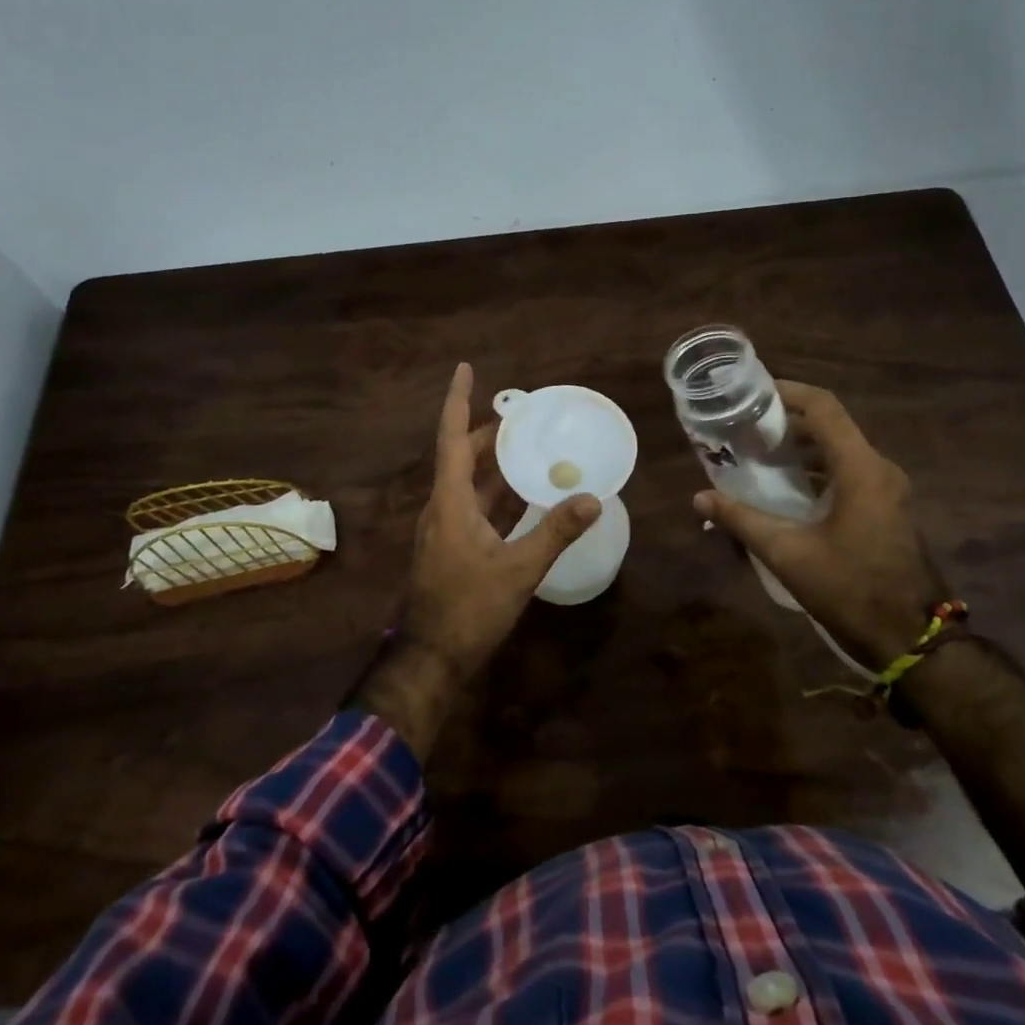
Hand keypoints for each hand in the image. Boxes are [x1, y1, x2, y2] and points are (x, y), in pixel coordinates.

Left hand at [347, 364, 600, 758]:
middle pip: (465, 456)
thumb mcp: (518, 570)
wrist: (431, 657)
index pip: (453, 437)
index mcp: (450, 501)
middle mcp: (444, 507)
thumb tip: (592, 499)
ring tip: (535, 447)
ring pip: (473, 483)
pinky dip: (502, 496)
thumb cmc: (468, 609)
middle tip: (528, 415)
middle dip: (493, 432)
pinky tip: (530, 495)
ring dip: (499, 465)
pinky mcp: (456, 547)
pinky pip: (480, 508)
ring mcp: (448, 528)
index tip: (466, 368)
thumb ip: (555, 533)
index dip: (459, 400)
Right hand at [693, 381, 943, 667]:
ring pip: (840, 452)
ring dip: (801, 449)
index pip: (824, 408)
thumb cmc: (851, 589)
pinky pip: (849, 475)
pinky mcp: (887, 511)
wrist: (914, 639)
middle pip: (831, 427)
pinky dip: (816, 472)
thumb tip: (699, 498)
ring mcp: (888, 492)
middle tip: (744, 427)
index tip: (752, 392)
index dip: (789, 392)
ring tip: (757, 456)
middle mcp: (880, 470)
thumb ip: (742, 521)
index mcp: (861, 469)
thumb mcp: (788, 554)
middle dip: (787, 422)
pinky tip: (786, 492)